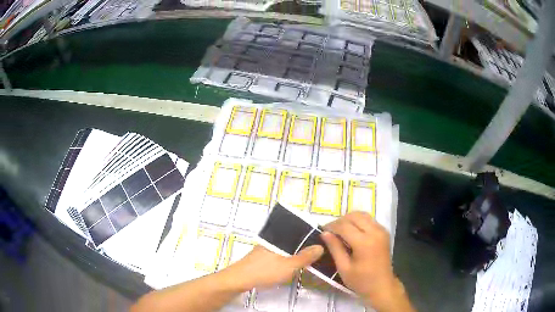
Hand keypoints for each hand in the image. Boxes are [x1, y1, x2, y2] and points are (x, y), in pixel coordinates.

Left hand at [221, 245, 323, 290]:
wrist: (240, 280)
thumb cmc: (265, 271)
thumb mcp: (289, 265)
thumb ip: (305, 257)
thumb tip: (321, 246)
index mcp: (279, 238)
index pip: (298, 232)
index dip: (310, 236)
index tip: (323, 241)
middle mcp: (273, 241)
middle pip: (292, 240)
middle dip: (304, 245)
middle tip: (318, 253)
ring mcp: (267, 249)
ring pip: (286, 248)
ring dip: (297, 253)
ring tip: (309, 258)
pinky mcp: (263, 258)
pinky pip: (280, 255)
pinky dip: (289, 258)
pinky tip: (293, 265)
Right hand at [321, 212, 413, 311]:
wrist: (382, 286)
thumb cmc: (361, 281)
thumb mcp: (344, 268)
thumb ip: (335, 248)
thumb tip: (324, 233)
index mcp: (364, 243)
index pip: (344, 226)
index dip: (331, 226)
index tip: (322, 231)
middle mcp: (375, 232)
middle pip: (354, 216)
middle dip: (340, 221)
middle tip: (330, 231)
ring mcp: (381, 230)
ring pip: (362, 215)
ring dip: (349, 219)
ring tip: (340, 231)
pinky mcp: (384, 232)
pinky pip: (369, 220)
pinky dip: (358, 222)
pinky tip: (352, 232)